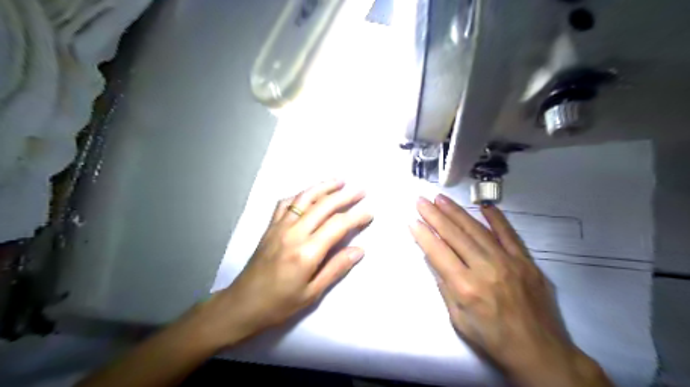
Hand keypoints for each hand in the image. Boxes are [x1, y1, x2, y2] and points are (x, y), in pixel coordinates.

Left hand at [193, 180, 372, 349]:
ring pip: (305, 198)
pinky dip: (301, 194)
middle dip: (345, 196)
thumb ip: (336, 268)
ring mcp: (279, 226)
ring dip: (324, 187)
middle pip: (323, 206)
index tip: (369, 212)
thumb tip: (359, 250)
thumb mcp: (312, 293)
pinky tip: (310, 193)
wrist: (242, 304)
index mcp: (306, 252)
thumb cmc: (280, 304)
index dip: (356, 217)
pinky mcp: (270, 226)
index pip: (337, 225)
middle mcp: (293, 233)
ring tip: (340, 180)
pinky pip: (286, 203)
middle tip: (361, 190)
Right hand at [408, 195, 608, 386]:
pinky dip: (496, 218)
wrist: (540, 352)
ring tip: (441, 198)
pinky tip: (484, 205)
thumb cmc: (492, 339)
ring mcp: (508, 262)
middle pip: (455, 235)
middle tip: (421, 200)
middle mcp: (485, 269)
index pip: (438, 252)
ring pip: (477, 230)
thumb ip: (445, 286)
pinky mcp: (526, 261)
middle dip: (434, 215)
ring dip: (457, 212)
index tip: (412, 220)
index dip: (423, 234)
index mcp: (466, 287)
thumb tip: (433, 258)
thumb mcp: (458, 319)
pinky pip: (509, 234)